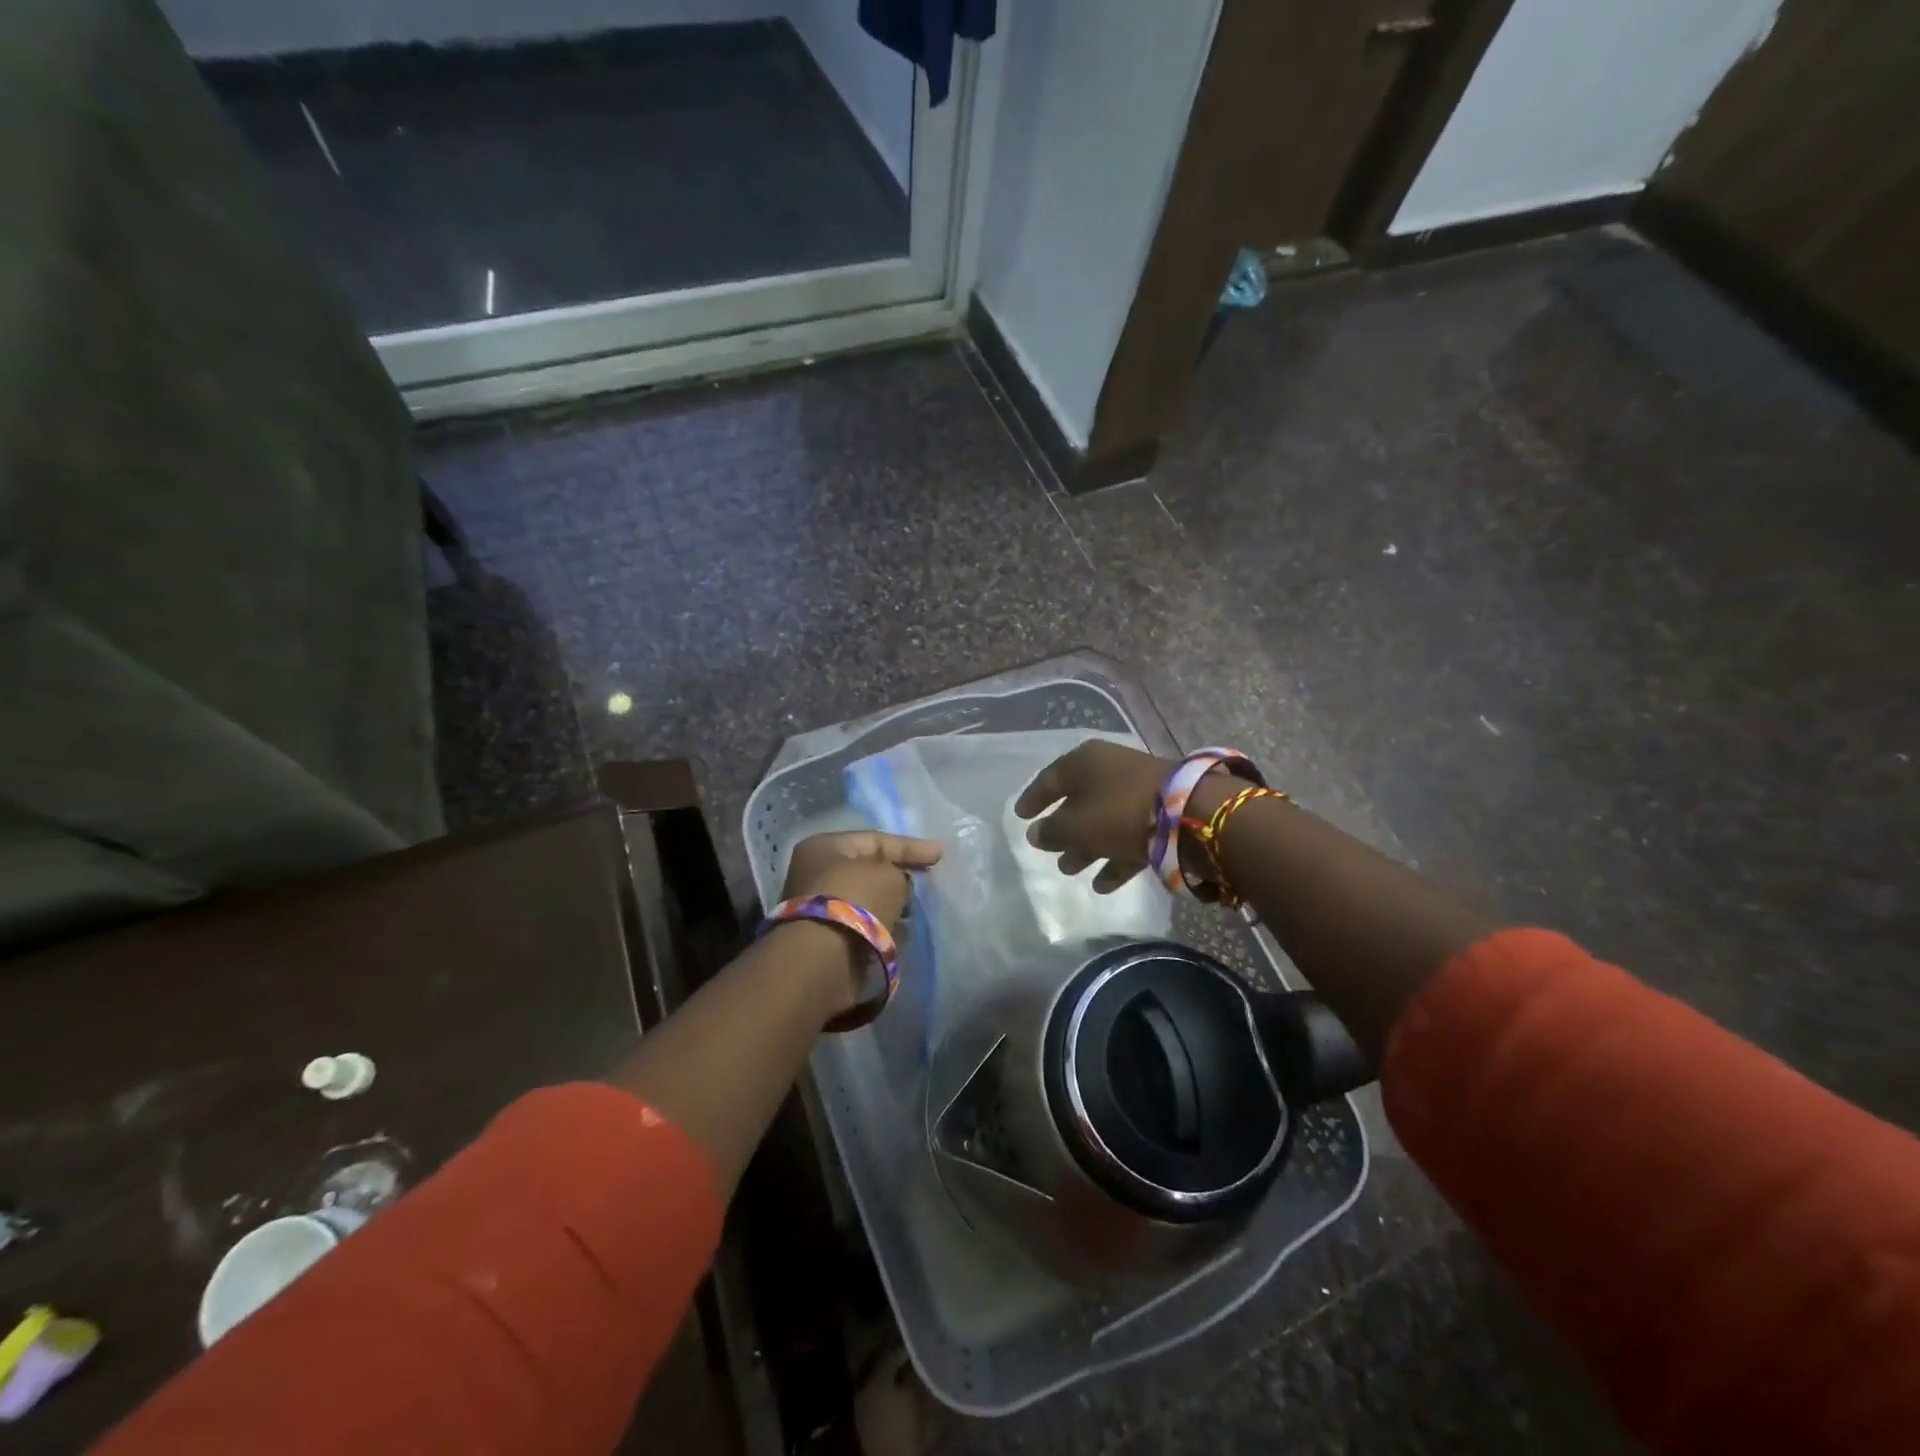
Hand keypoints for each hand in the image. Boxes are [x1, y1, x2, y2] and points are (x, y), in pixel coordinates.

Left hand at [781, 830, 942, 928]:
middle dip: (899, 876)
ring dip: (891, 904)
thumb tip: (898, 887)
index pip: (875, 840)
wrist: (822, 959)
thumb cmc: (856, 902)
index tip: (940, 855)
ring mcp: (819, 907)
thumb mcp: (889, 876)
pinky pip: (862, 925)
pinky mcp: (826, 938)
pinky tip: (902, 932)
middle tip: (926, 882)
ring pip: (866, 900)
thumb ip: (900, 875)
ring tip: (916, 912)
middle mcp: (815, 873)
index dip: (910, 846)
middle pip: (868, 870)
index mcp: (824, 847)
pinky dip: (882, 926)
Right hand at [1014, 741, 1179, 892]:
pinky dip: (1114, 858)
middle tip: (1049, 851)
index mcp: (1085, 762)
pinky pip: (1128, 838)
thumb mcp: (1075, 825)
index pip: (1050, 779)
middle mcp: (1110, 772)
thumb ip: (1051, 831)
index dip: (1033, 799)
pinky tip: (1102, 884)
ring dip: (1086, 847)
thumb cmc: (1118, 812)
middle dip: (1063, 829)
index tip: (1020, 816)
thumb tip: (1036, 834)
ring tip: (1071, 870)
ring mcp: (1137, 792)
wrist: (1188, 816)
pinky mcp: (1160, 816)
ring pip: (1103, 821)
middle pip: (1079, 801)